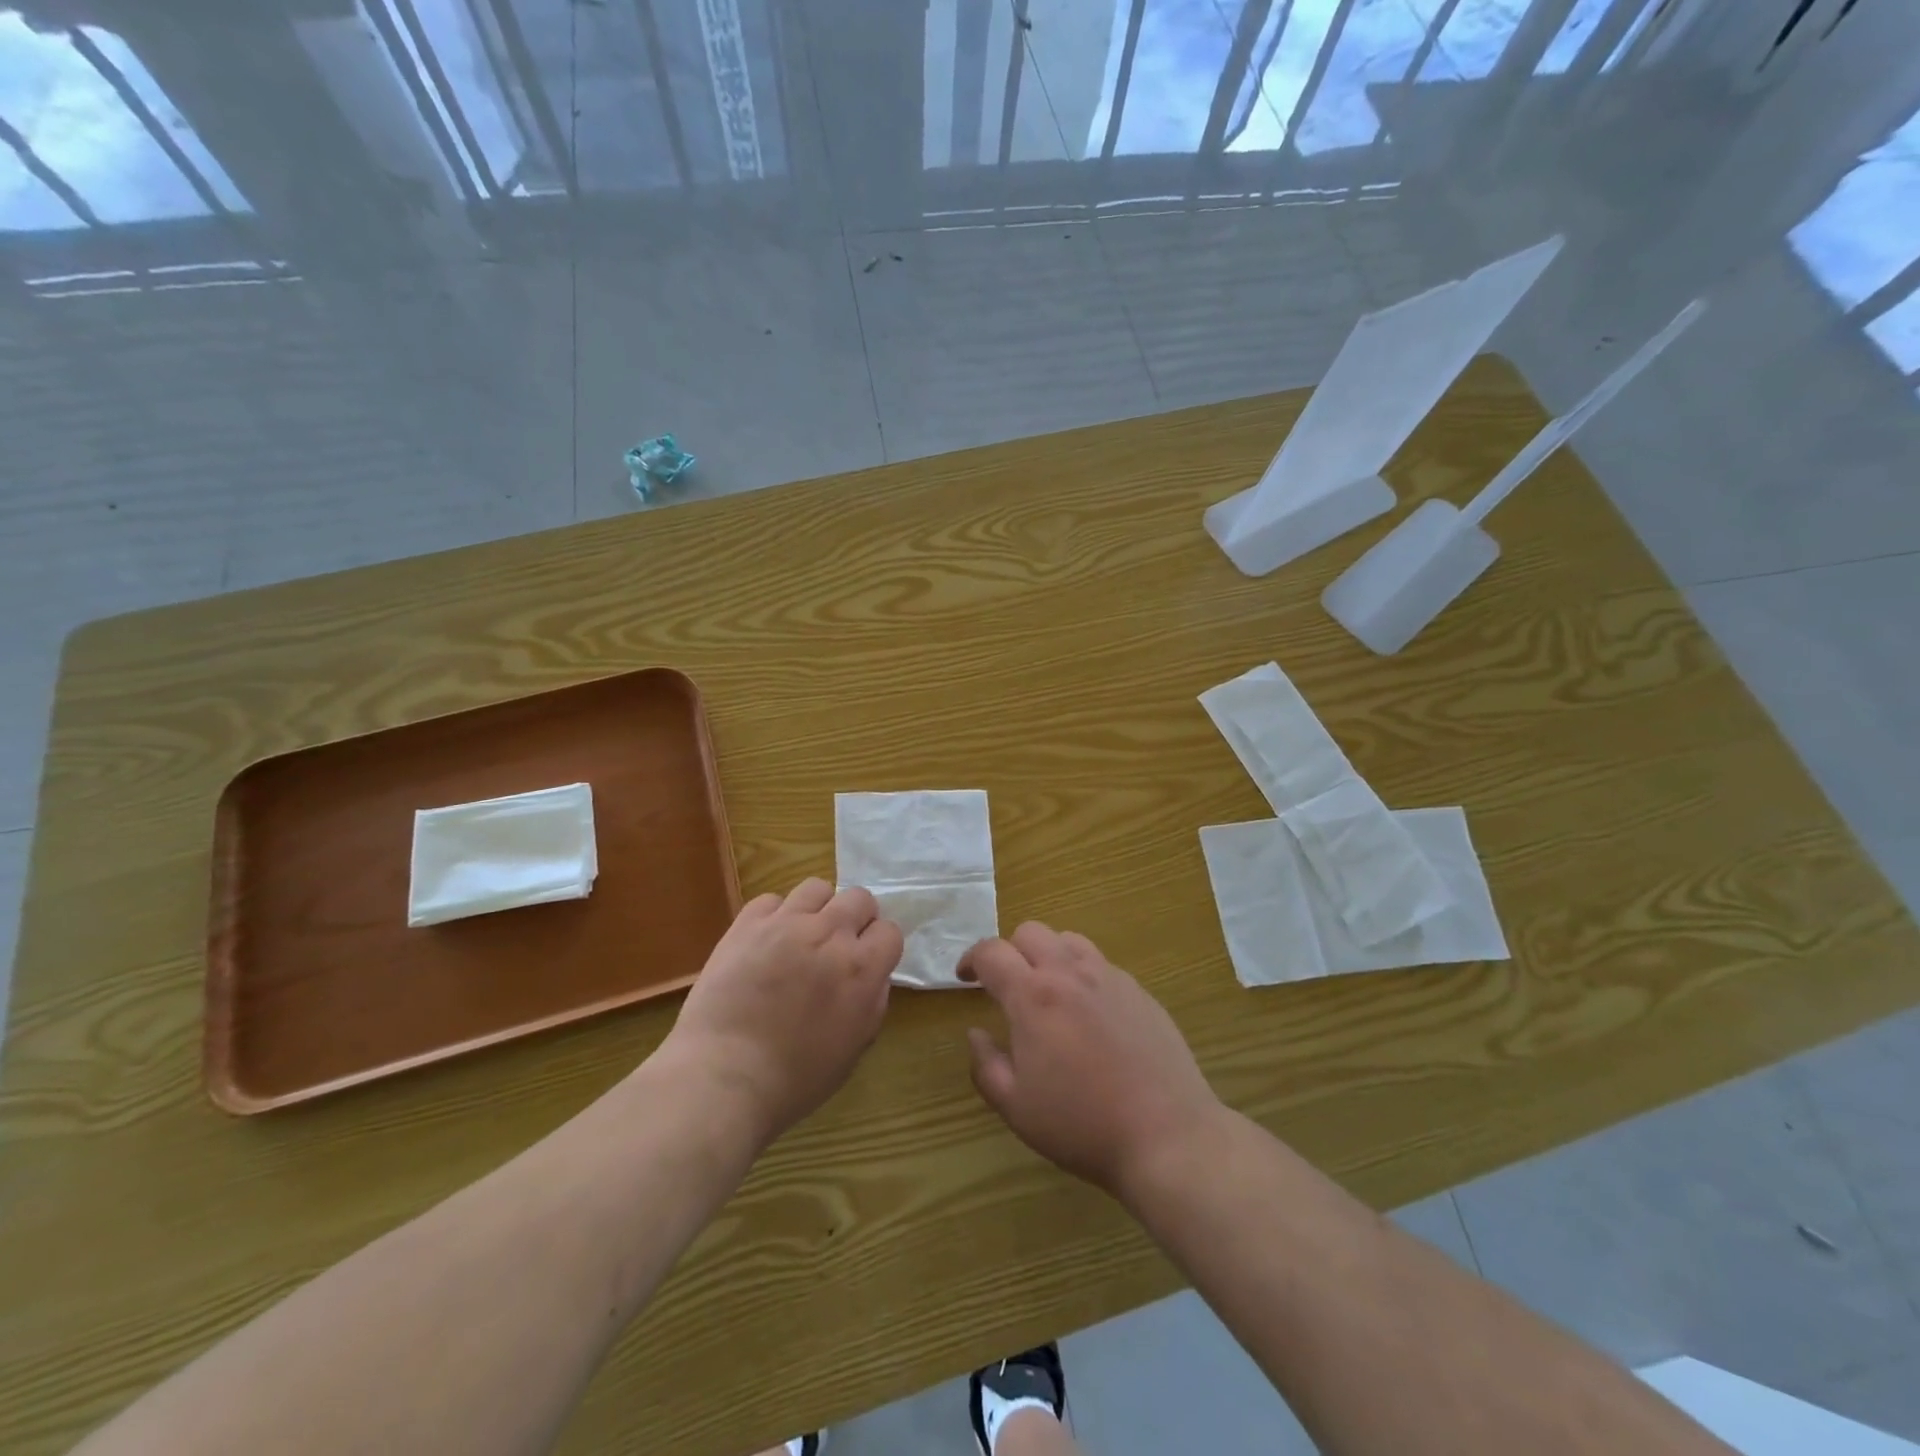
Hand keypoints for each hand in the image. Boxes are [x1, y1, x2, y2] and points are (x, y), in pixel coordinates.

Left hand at [660, 879, 902, 1148]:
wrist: (723, 1076)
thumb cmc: (794, 1079)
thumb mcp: (853, 1049)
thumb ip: (872, 1004)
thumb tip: (873, 977)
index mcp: (861, 968)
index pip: (890, 931)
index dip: (880, 947)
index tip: (868, 963)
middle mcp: (829, 934)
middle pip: (859, 898)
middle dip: (856, 919)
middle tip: (838, 947)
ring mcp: (786, 923)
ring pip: (817, 888)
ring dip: (818, 909)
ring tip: (803, 936)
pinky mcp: (747, 924)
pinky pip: (771, 900)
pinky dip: (774, 916)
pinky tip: (766, 942)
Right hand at [961, 923, 1221, 1196]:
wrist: (1167, 1135)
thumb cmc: (1082, 1125)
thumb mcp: (1016, 1107)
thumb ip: (986, 1065)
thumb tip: (975, 1033)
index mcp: (1033, 996)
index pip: (991, 952)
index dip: (971, 959)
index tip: (965, 977)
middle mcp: (1070, 973)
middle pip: (1030, 932)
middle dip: (1010, 951)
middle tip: (1006, 985)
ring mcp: (1110, 978)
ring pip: (1069, 940)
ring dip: (1048, 954)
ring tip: (1048, 989)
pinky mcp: (1139, 992)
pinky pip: (1101, 964)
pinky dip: (1082, 974)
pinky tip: (1089, 1013)